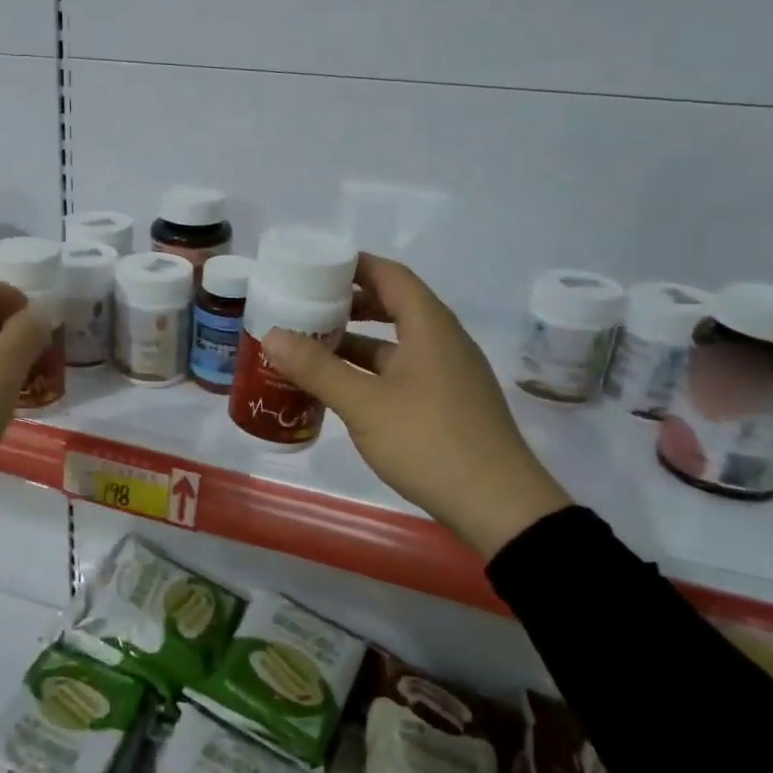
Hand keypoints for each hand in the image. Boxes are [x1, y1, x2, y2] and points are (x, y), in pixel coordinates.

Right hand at [261, 254, 571, 558]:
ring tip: (313, 347)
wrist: (500, 507)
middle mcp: (443, 342)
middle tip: (307, 307)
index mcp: (429, 327)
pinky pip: (403, 371)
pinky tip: (343, 389)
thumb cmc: (430, 442)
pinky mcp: (448, 404)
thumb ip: (317, 368)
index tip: (314, 268)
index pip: (390, 275)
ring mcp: (449, 374)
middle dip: (350, 304)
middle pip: (394, 305)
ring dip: (357, 341)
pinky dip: (371, 370)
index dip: (353, 265)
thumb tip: (272, 335)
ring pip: (397, 343)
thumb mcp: (364, 404)